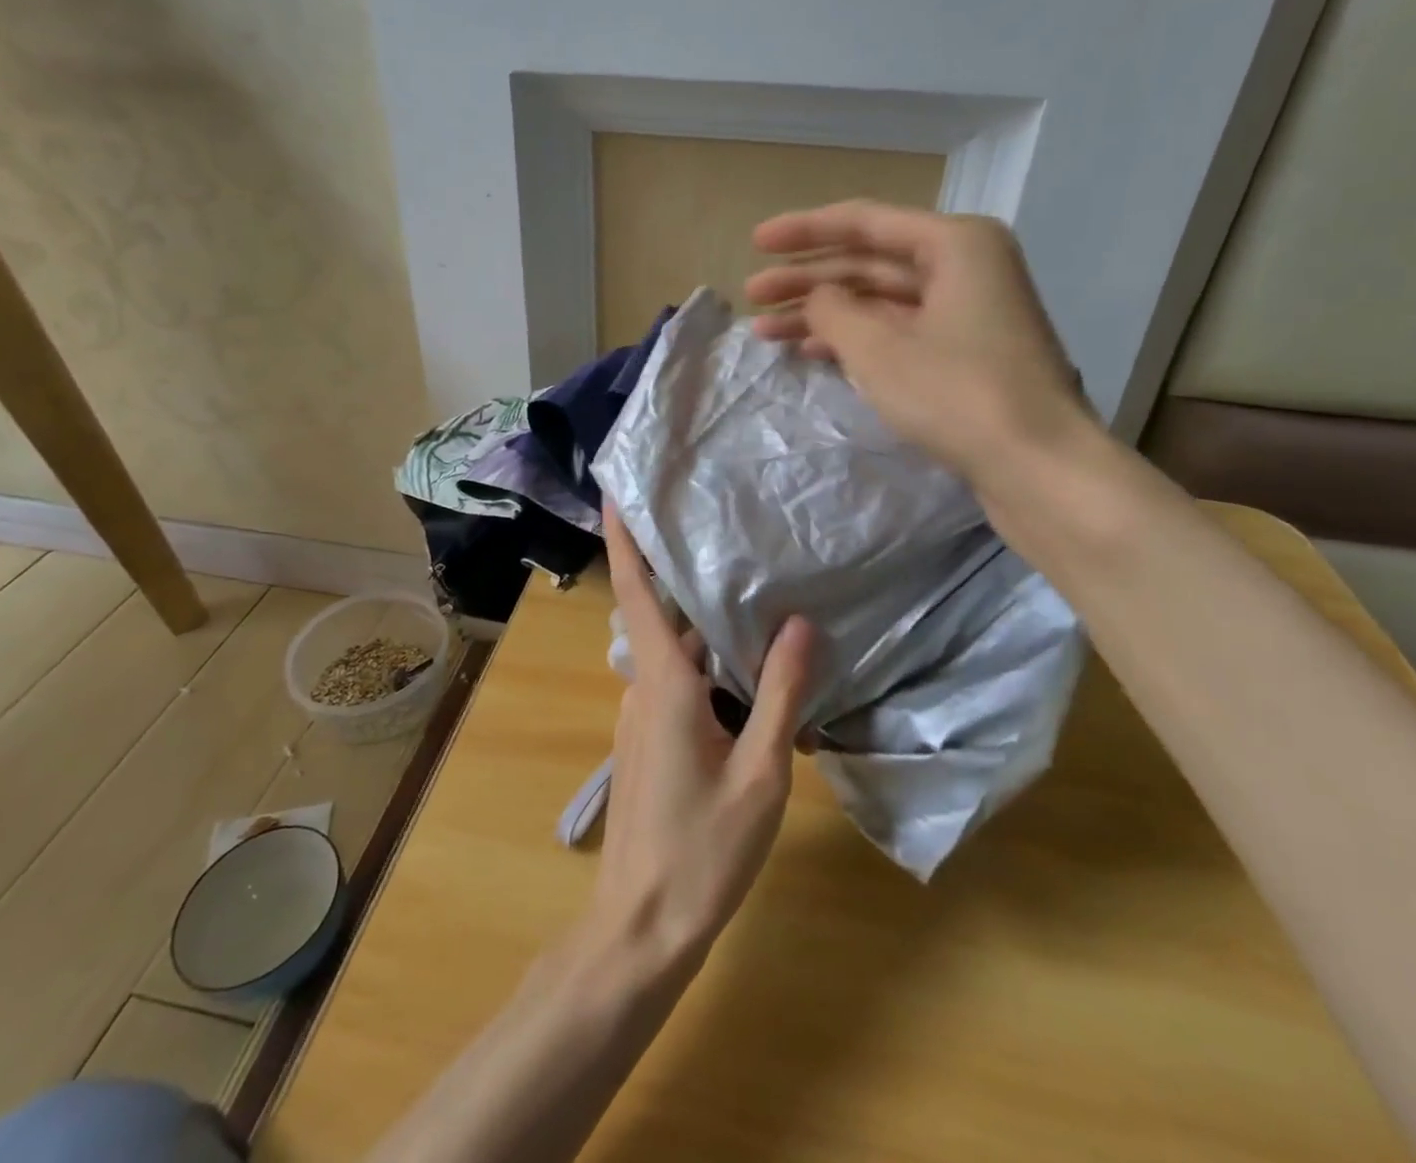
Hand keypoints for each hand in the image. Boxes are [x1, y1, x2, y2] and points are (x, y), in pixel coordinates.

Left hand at [586, 505, 814, 970]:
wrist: (643, 925)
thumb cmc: (702, 852)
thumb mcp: (759, 775)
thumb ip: (780, 696)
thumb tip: (800, 622)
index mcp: (664, 683)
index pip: (636, 592)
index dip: (621, 539)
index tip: (615, 491)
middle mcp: (644, 687)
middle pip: (663, 614)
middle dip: (684, 571)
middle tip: (723, 525)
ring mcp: (641, 714)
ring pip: (674, 651)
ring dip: (703, 622)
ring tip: (750, 585)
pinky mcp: (649, 737)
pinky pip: (678, 681)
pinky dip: (705, 661)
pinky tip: (747, 666)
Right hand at [745, 201, 1092, 491]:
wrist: (1037, 466)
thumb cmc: (956, 394)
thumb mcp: (879, 349)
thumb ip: (832, 311)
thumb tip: (816, 298)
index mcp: (955, 243)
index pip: (864, 222)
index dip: (804, 231)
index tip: (756, 242)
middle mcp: (965, 266)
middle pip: (870, 262)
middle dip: (807, 280)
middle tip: (753, 299)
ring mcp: (967, 312)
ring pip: (880, 300)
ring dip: (824, 314)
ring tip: (768, 332)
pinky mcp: (964, 354)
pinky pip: (897, 331)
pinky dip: (855, 339)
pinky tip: (812, 352)